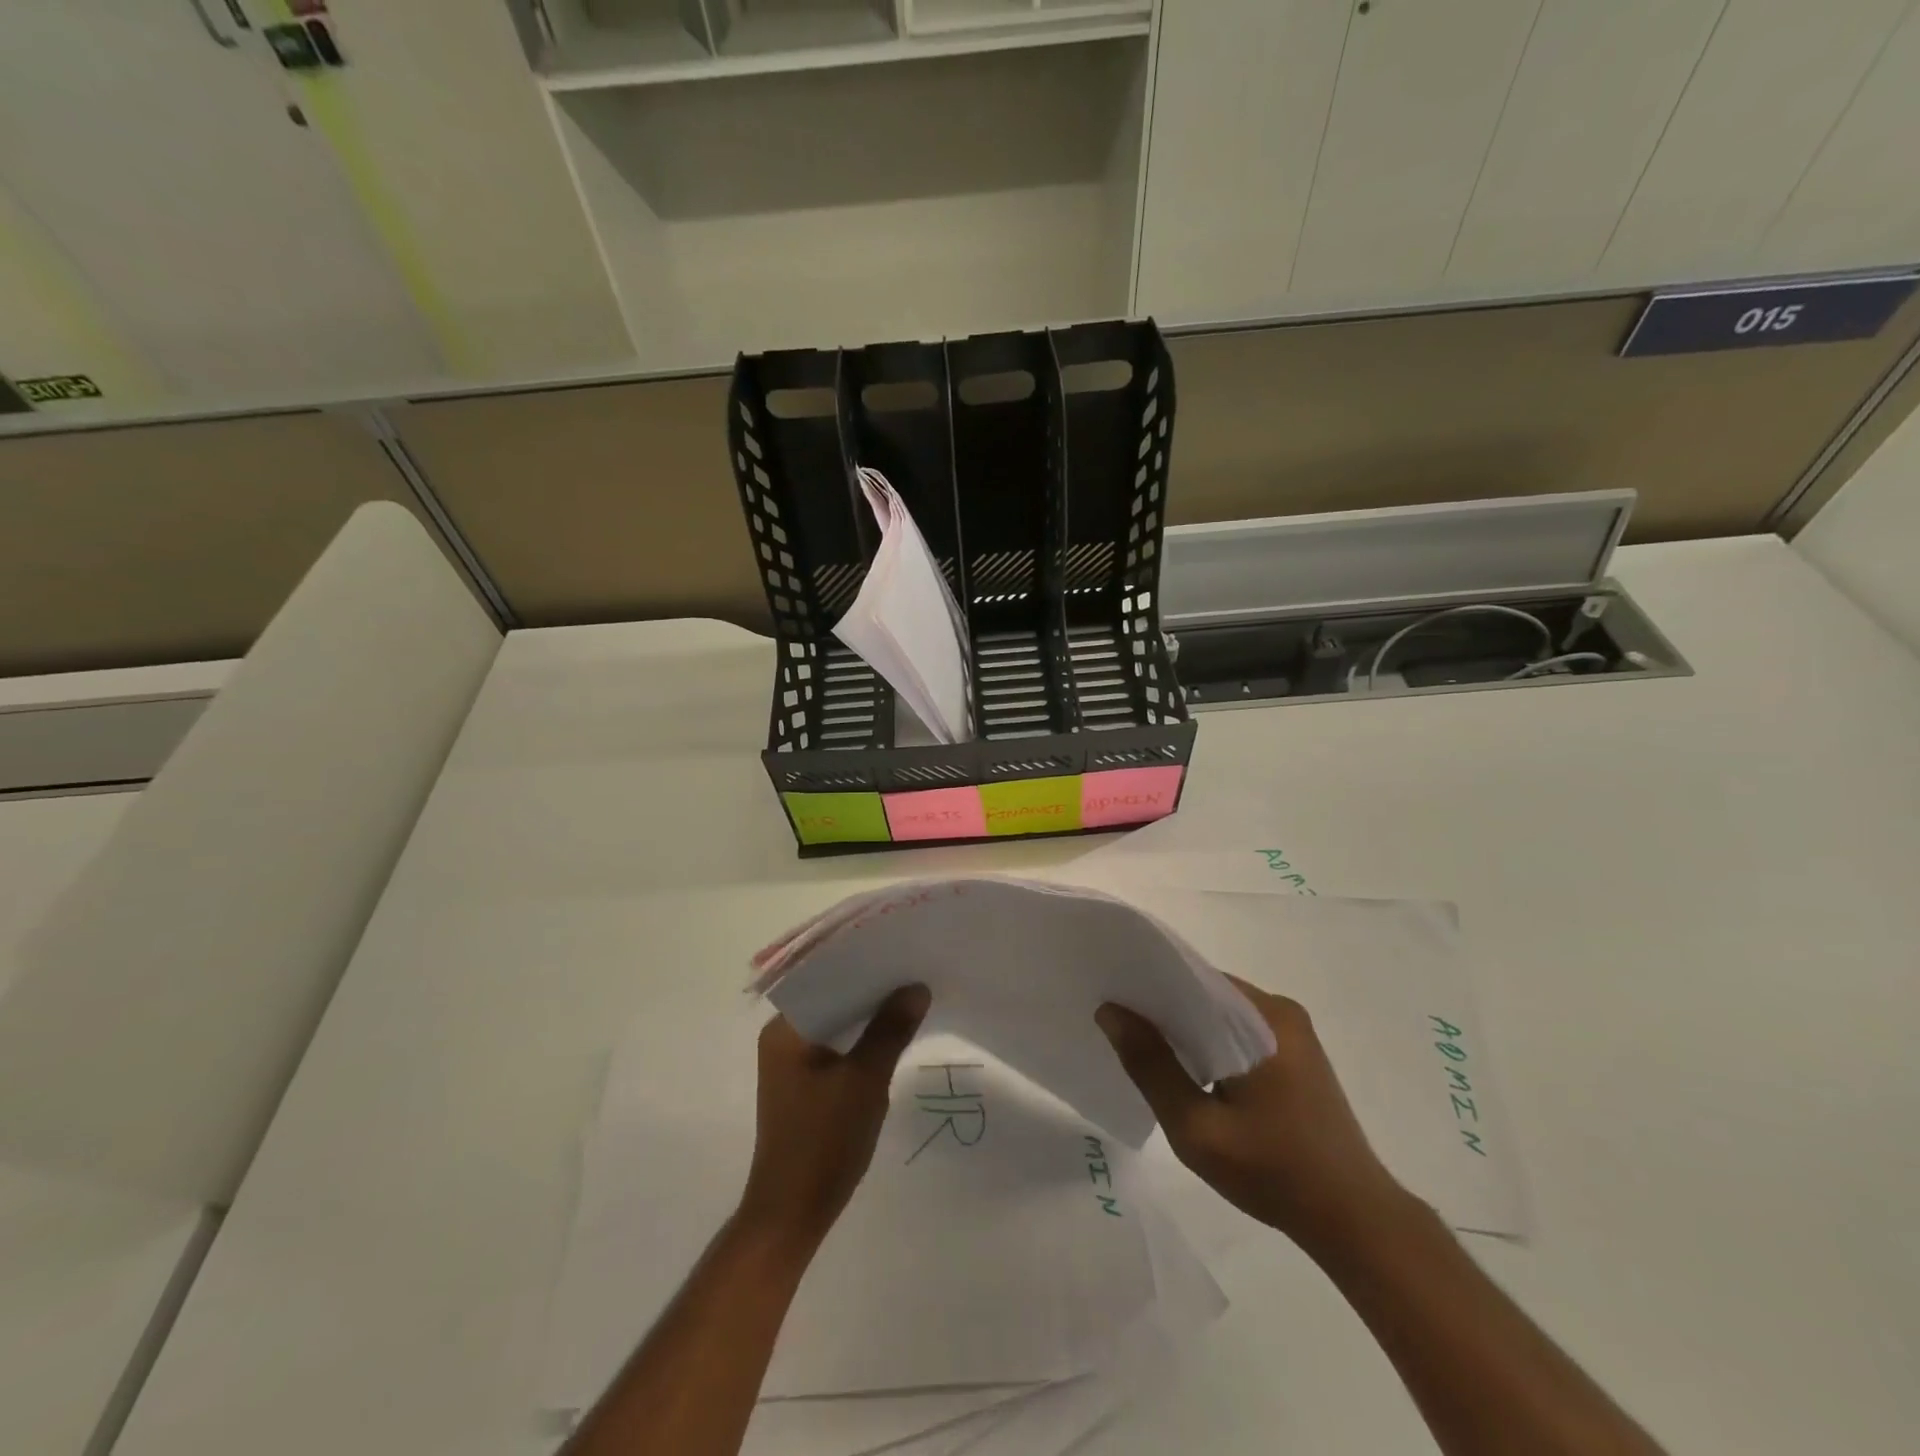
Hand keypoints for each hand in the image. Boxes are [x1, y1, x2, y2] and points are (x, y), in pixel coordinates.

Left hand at [737, 984, 930, 1247]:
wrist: (793, 1214)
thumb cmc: (824, 1142)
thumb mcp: (865, 1080)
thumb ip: (891, 1030)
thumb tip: (917, 987)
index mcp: (785, 1029)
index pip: (826, 978)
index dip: (864, 964)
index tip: (900, 950)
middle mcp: (782, 1037)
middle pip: (832, 998)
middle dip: (872, 989)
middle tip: (914, 971)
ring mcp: (791, 1062)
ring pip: (837, 1023)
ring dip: (869, 1015)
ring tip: (910, 996)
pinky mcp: (804, 1083)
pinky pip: (836, 1046)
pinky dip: (861, 1039)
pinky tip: (892, 1035)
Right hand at [1096, 976, 1412, 1257]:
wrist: (1356, 1220)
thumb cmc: (1274, 1173)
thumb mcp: (1197, 1128)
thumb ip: (1151, 1066)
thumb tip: (1110, 1012)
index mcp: (1262, 1017)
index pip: (1191, 977)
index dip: (1147, 982)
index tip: (1110, 993)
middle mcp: (1279, 1010)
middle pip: (1205, 991)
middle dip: (1163, 1005)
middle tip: (1117, 1023)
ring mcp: (1292, 1031)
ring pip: (1221, 1011)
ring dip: (1186, 1025)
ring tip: (1143, 1044)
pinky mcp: (1297, 1053)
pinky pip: (1239, 1029)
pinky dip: (1210, 1040)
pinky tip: (1188, 1067)